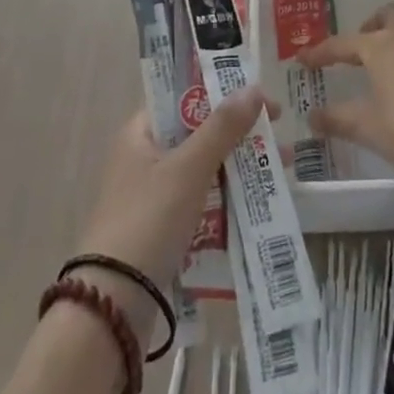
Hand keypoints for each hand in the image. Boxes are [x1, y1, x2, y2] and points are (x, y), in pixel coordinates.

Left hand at [74, 86, 273, 317]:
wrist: (112, 305)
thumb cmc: (148, 219)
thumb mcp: (188, 168)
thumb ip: (222, 127)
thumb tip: (254, 88)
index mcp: (140, 133)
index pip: (185, 99)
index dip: (223, 93)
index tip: (261, 99)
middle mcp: (144, 158)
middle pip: (198, 134)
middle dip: (240, 134)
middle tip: (278, 135)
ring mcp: (152, 196)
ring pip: (203, 170)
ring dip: (239, 167)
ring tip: (281, 169)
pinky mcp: (161, 230)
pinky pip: (201, 203)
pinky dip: (227, 199)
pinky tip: (258, 204)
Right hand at [300, 4, 393, 194]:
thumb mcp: (368, 128)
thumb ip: (338, 119)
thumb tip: (313, 117)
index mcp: (382, 46)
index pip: (343, 44)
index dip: (321, 52)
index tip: (304, 59)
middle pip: (388, 16)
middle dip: (372, 27)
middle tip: (361, 49)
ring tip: (393, 70)